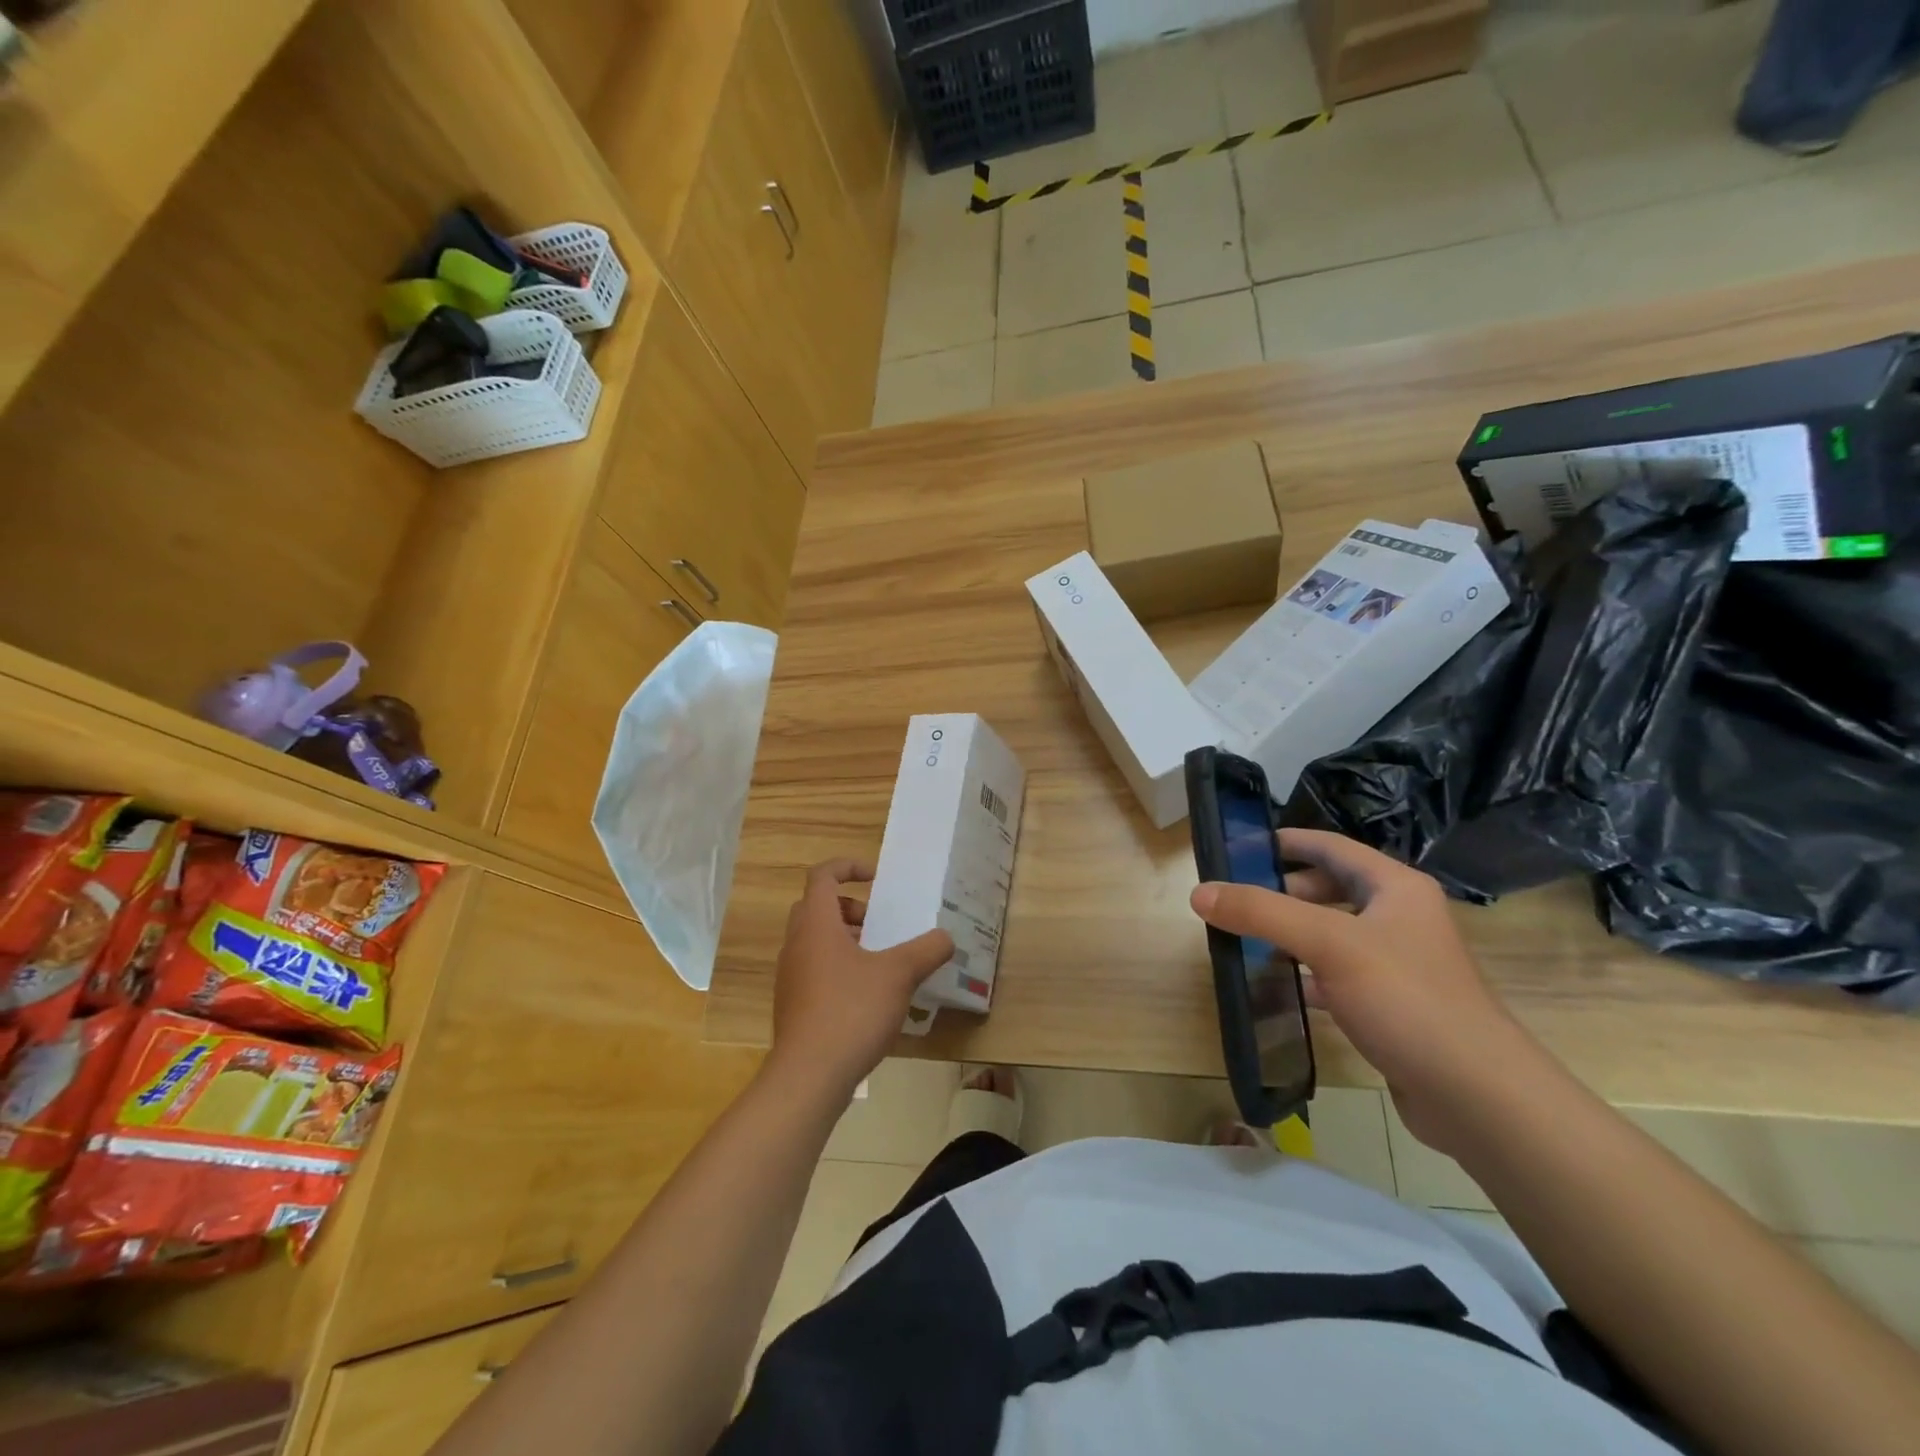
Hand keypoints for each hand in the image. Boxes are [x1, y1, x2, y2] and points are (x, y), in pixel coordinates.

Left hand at [769, 859, 954, 1099]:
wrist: (808, 1076)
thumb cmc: (851, 1011)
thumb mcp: (899, 975)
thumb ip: (927, 951)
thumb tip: (946, 938)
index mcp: (816, 924)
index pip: (822, 876)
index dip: (848, 867)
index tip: (877, 878)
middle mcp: (797, 944)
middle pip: (817, 907)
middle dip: (851, 907)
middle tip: (880, 924)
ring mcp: (791, 977)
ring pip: (816, 941)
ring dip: (847, 939)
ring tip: (881, 961)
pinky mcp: (793, 1006)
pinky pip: (815, 971)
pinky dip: (840, 968)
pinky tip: (869, 997)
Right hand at [1189, 829, 1533, 1154]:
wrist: (1478, 1097)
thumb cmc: (1406, 999)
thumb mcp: (1328, 943)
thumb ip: (1261, 913)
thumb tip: (1199, 892)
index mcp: (1395, 887)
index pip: (1331, 847)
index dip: (1286, 842)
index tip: (1239, 848)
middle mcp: (1399, 918)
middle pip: (1329, 889)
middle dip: (1281, 892)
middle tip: (1234, 900)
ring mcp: (1397, 964)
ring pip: (1331, 934)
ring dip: (1289, 935)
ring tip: (1243, 940)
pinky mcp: (1390, 1006)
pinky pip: (1335, 976)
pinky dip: (1304, 976)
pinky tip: (1274, 989)